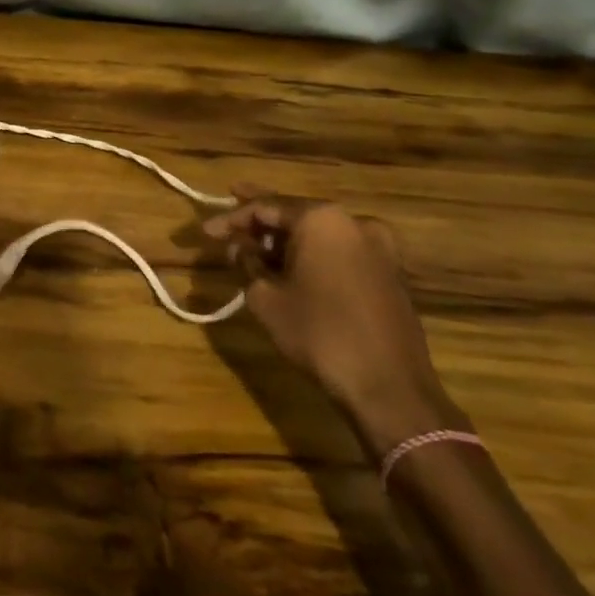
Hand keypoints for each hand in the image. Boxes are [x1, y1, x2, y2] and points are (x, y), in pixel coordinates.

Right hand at [203, 186, 460, 454]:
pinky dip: (312, 254)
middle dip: (259, 220)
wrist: (389, 388)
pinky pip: (339, 252)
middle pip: (295, 214)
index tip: (205, 231)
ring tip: (254, 246)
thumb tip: (239, 248)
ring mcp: (378, 248)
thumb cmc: (320, 333)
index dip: (231, 218)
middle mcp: (354, 222)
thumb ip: (247, 263)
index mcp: (322, 219)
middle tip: (228, 215)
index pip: (265, 207)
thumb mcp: (266, 297)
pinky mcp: (389, 274)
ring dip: (286, 240)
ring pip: (319, 234)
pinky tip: (289, 265)